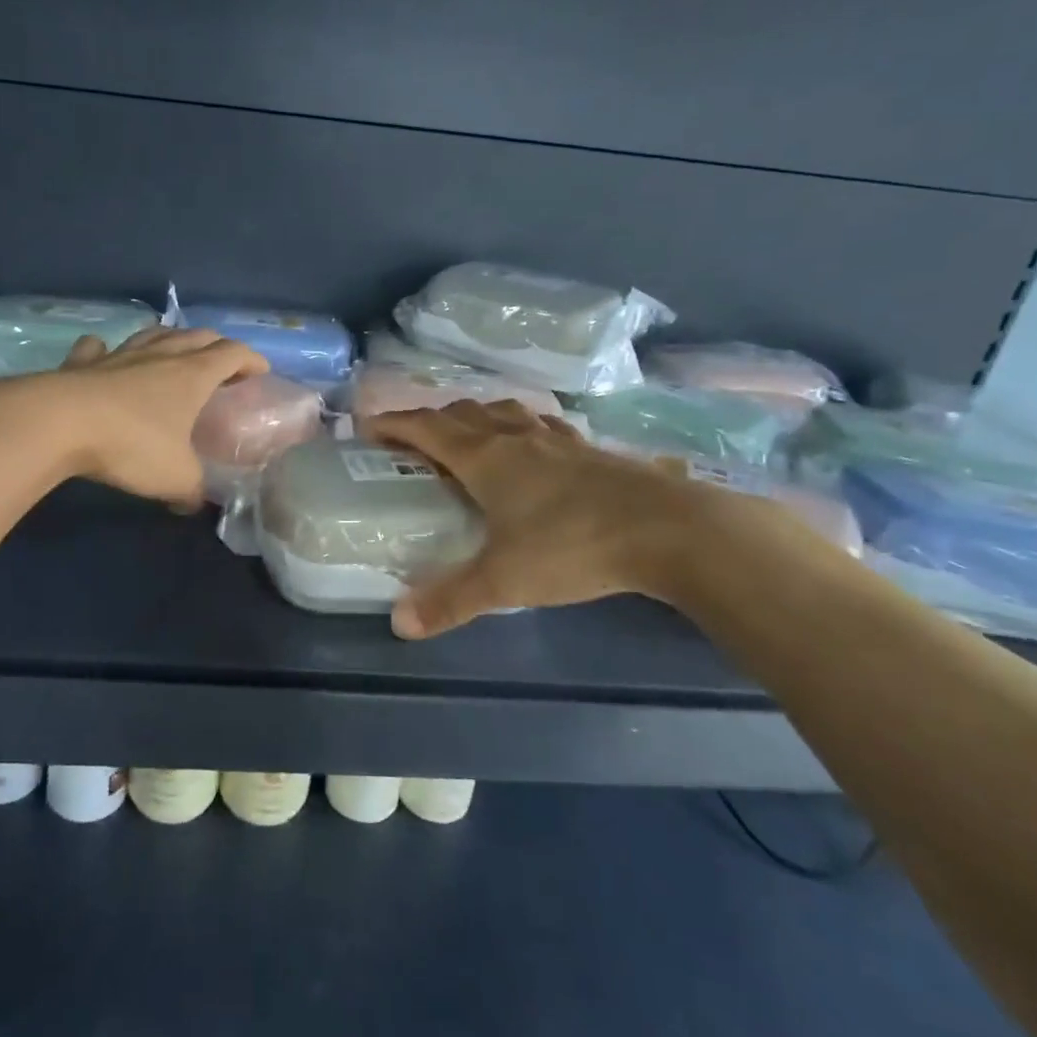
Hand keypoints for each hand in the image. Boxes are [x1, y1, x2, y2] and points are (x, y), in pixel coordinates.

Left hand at [54, 327, 268, 509]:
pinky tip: (104, 356)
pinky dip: (105, 350)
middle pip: (197, 336)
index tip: (261, 371)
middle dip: (216, 346)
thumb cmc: (132, 445)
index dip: (251, 360)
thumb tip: (194, 504)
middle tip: (223, 365)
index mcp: (192, 375)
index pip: (232, 354)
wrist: (60, 424)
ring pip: (153, 334)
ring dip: (170, 339)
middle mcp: (160, 355)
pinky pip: (98, 349)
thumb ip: (192, 490)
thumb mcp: (175, 477)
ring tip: (174, 352)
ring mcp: (120, 355)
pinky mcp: (82, 363)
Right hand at [366, 400, 726, 637]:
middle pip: (462, 413)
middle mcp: (515, 437)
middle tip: (413, 441)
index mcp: (485, 458)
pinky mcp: (589, 449)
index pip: (426, 428)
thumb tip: (399, 624)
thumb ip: (451, 601)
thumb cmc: (573, 546)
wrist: (667, 529)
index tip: (368, 426)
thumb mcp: (504, 581)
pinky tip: (533, 445)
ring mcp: (556, 439)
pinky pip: (542, 425)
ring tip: (468, 436)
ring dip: (476, 417)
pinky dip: (522, 427)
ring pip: (504, 412)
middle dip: (431, 420)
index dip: (394, 424)